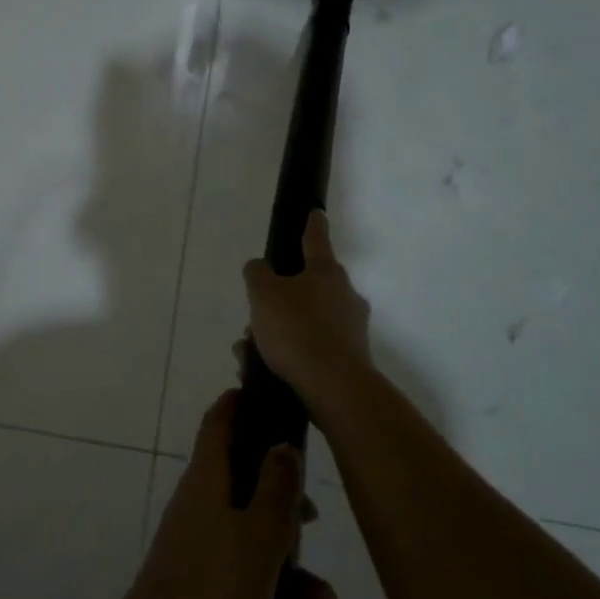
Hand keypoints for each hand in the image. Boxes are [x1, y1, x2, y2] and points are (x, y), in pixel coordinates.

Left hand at [121, 391, 336, 598]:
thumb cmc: (216, 585)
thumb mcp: (261, 533)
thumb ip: (276, 486)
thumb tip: (281, 444)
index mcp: (207, 478)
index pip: (218, 422)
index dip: (239, 404)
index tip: (264, 395)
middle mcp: (197, 502)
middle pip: (240, 478)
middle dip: (279, 493)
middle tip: (312, 512)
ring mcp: (196, 541)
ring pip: (248, 529)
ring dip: (284, 552)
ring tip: (318, 592)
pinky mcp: (199, 579)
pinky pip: (242, 568)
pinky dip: (272, 584)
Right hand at [243, 210, 372, 412]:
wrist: (334, 387)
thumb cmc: (297, 330)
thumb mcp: (263, 294)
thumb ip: (258, 274)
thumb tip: (260, 268)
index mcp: (326, 271)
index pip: (315, 239)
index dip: (311, 224)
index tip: (315, 212)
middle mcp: (344, 295)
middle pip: (307, 287)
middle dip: (278, 300)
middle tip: (254, 317)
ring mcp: (350, 328)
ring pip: (305, 320)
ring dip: (278, 331)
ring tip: (249, 352)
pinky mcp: (349, 359)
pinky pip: (310, 348)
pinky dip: (289, 354)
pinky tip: (264, 369)